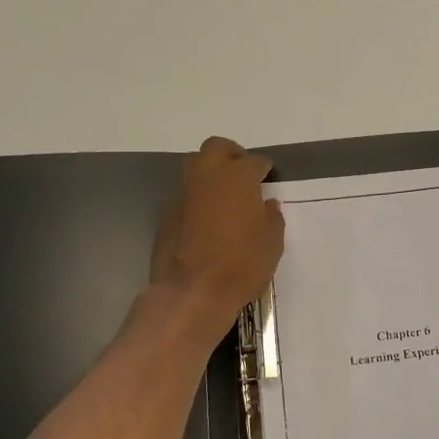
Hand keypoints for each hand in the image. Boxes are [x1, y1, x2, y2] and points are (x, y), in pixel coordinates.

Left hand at [148, 137, 284, 342]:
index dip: (263, 168)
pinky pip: (184, 195)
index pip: (254, 161)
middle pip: (216, 148)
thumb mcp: (272, 244)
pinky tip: (205, 219)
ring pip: (194, 166)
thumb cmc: (242, 265)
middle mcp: (208, 177)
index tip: (268, 176)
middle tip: (242, 172)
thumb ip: (271, 219)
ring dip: (209, 172)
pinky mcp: (167, 214)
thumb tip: (267, 205)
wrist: (193, 291)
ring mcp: (183, 194)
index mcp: (238, 178)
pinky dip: (196, 199)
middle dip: (231, 155)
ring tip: (222, 193)